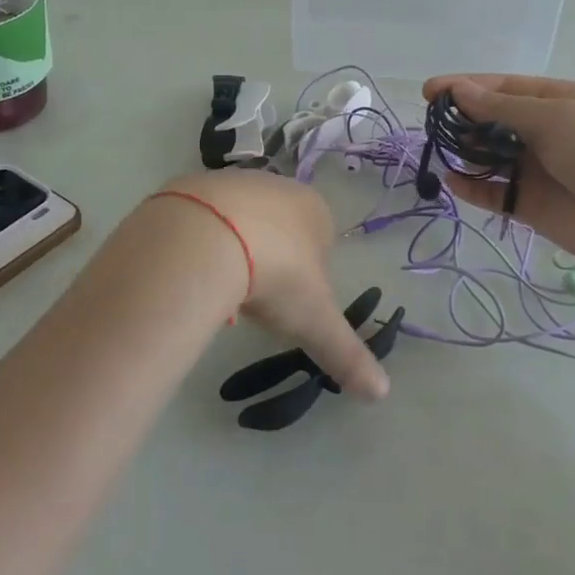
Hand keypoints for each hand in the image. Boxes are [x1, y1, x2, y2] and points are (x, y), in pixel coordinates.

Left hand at [153, 171, 389, 400]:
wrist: (205, 239)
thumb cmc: (276, 274)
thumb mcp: (314, 321)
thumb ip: (347, 354)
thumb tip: (382, 392)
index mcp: (314, 209)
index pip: (321, 242)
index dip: (309, 276)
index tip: (290, 303)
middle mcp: (277, 187)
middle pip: (279, 229)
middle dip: (271, 261)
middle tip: (256, 298)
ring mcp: (233, 181)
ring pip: (240, 222)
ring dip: (235, 251)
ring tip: (221, 286)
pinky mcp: (192, 185)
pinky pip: (202, 219)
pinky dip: (201, 242)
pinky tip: (193, 269)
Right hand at [421, 74, 574, 270]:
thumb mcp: (555, 118)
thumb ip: (502, 108)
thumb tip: (460, 90)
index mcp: (559, 101)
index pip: (504, 87)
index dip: (466, 86)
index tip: (429, 91)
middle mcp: (547, 132)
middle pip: (494, 120)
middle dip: (463, 119)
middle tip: (433, 124)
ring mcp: (538, 169)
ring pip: (490, 156)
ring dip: (466, 152)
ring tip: (443, 150)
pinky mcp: (531, 204)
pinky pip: (494, 192)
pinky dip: (472, 187)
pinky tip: (452, 182)